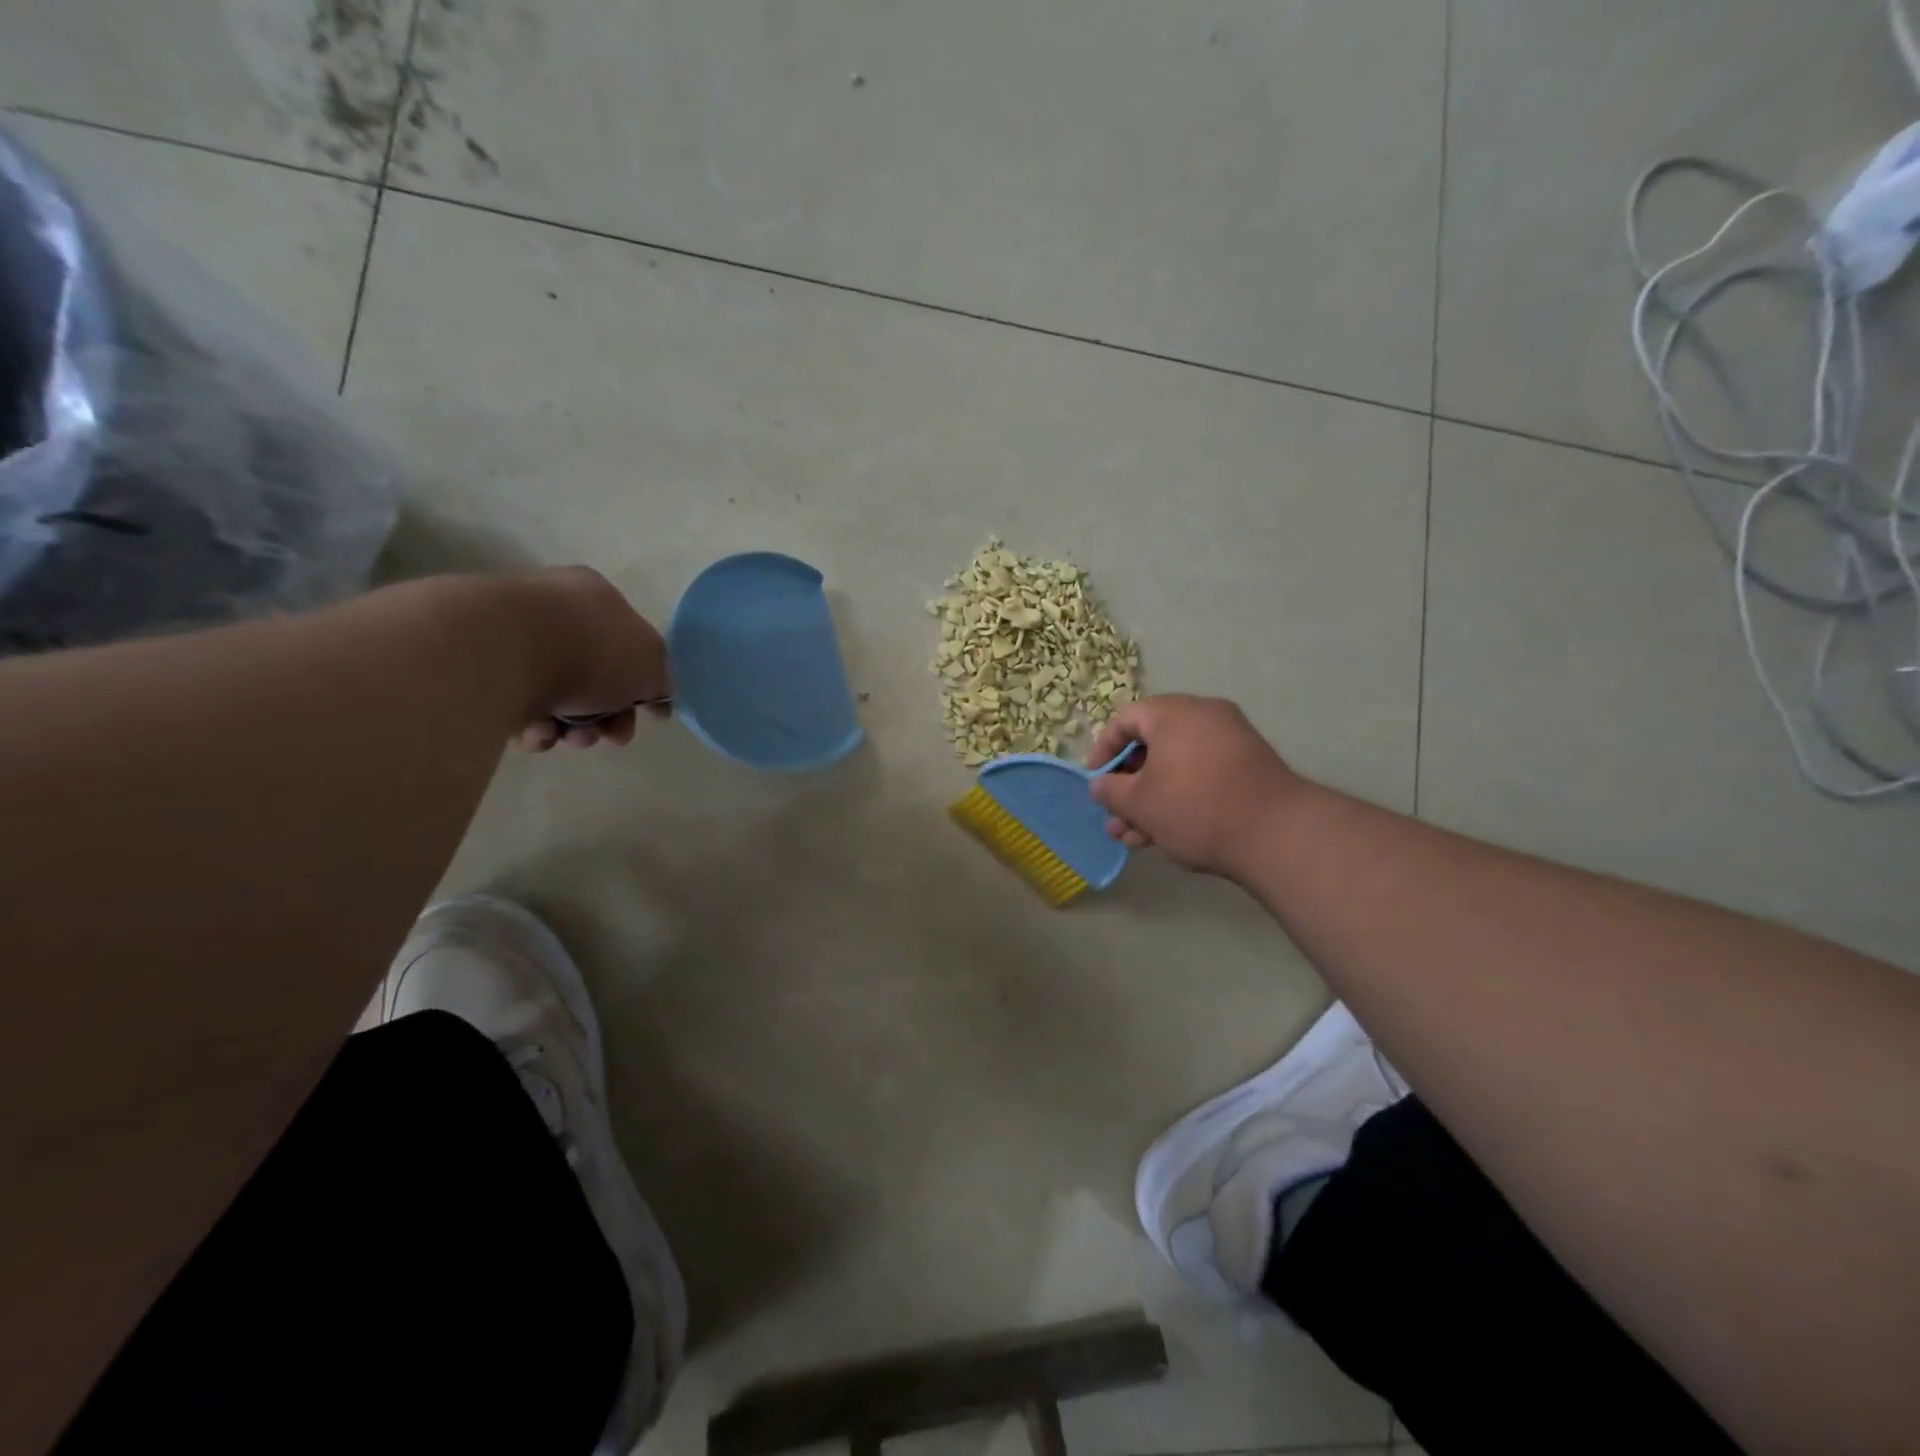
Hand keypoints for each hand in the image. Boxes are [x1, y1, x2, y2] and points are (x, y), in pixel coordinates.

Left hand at [512, 567, 671, 750]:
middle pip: (595, 676)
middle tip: (611, 736)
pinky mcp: (480, 668)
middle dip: (608, 715)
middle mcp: (554, 609)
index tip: (646, 716)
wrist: (504, 652)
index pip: (630, 642)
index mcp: (597, 595)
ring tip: (569, 738)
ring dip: (573, 727)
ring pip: (558, 696)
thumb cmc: (591, 650)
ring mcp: (513, 637)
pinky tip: (536, 732)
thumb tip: (657, 695)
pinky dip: (534, 725)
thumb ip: (661, 680)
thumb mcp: (651, 665)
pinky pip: (519, 704)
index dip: (642, 685)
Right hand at [1087, 694, 1303, 876]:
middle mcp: (1203, 716)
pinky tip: (1163, 835)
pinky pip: (1201, 774)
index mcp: (1172, 713)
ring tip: (1133, 838)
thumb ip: (1109, 790)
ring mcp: (1230, 739)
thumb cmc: (1194, 808)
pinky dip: (1179, 797)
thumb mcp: (1139, 803)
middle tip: (1115, 817)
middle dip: (1127, 786)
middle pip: (1151, 745)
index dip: (1102, 752)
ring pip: (1175, 766)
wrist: (1276, 833)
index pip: (1124, 721)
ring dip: (1150, 799)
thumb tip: (1099, 784)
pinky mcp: (1248, 765)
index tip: (1095, 783)